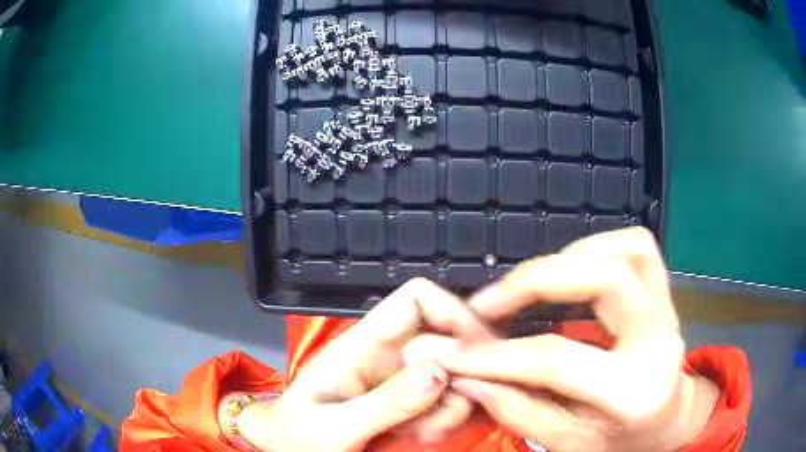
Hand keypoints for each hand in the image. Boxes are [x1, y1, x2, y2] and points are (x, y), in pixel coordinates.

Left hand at [236, 278, 494, 451]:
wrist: (291, 451)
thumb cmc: (297, 436)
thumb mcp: (333, 427)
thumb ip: (384, 404)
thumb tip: (440, 372)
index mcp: (361, 344)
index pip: (416, 298)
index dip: (453, 312)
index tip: (477, 352)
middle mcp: (389, 355)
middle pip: (449, 338)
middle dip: (460, 376)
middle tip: (446, 414)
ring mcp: (403, 380)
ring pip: (455, 375)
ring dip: (451, 408)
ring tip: (419, 434)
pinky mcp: (412, 402)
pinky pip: (449, 401)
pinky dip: (445, 420)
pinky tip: (419, 437)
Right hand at [427, 228, 718, 451]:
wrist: (668, 420)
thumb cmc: (621, 442)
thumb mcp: (569, 446)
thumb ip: (520, 413)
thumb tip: (469, 379)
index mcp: (635, 392)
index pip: (559, 362)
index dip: (498, 355)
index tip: (455, 352)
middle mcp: (659, 339)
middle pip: (607, 279)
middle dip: (537, 280)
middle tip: (489, 302)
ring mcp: (668, 309)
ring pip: (628, 250)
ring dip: (570, 257)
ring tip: (530, 285)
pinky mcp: (665, 293)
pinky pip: (638, 247)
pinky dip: (599, 247)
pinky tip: (572, 271)